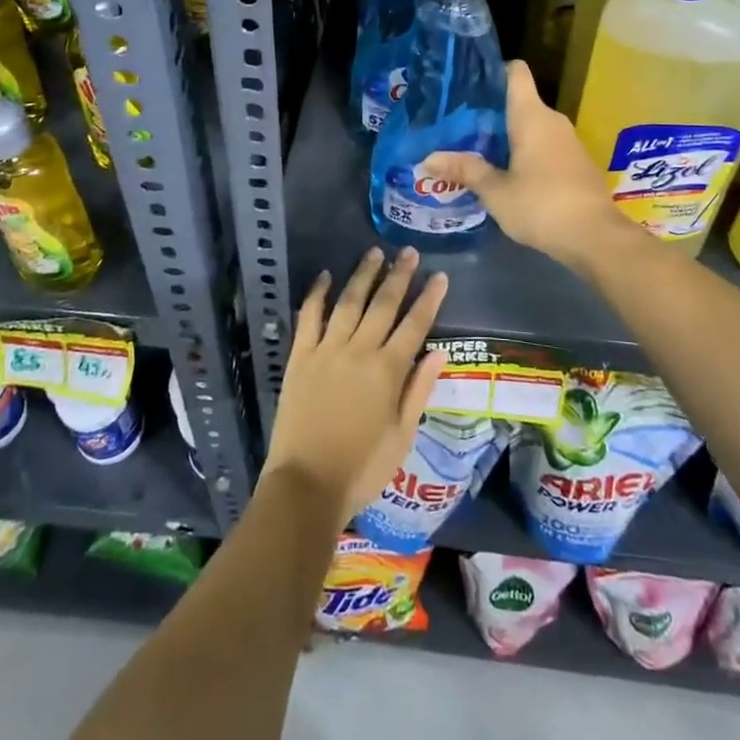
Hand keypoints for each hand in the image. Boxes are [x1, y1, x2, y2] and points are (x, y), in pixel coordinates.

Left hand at [263, 247, 448, 527]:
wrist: (306, 486)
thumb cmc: (361, 469)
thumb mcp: (402, 437)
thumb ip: (418, 390)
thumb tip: (439, 352)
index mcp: (388, 371)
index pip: (415, 325)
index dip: (429, 299)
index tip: (440, 276)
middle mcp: (359, 351)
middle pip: (383, 305)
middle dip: (399, 276)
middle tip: (409, 252)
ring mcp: (327, 350)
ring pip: (349, 302)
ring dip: (363, 275)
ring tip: (375, 253)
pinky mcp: (300, 357)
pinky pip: (309, 317)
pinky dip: (317, 294)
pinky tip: (325, 276)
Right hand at [420, 60, 635, 267]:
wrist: (596, 237)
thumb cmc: (541, 205)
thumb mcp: (495, 192)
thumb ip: (464, 171)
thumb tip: (428, 159)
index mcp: (531, 116)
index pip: (515, 72)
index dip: (493, 71)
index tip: (468, 84)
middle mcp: (552, 120)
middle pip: (519, 101)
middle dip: (490, 112)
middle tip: (458, 125)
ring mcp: (568, 141)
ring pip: (532, 126)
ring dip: (507, 135)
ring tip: (475, 150)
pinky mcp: (576, 163)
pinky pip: (544, 146)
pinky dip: (525, 152)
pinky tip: (505, 172)